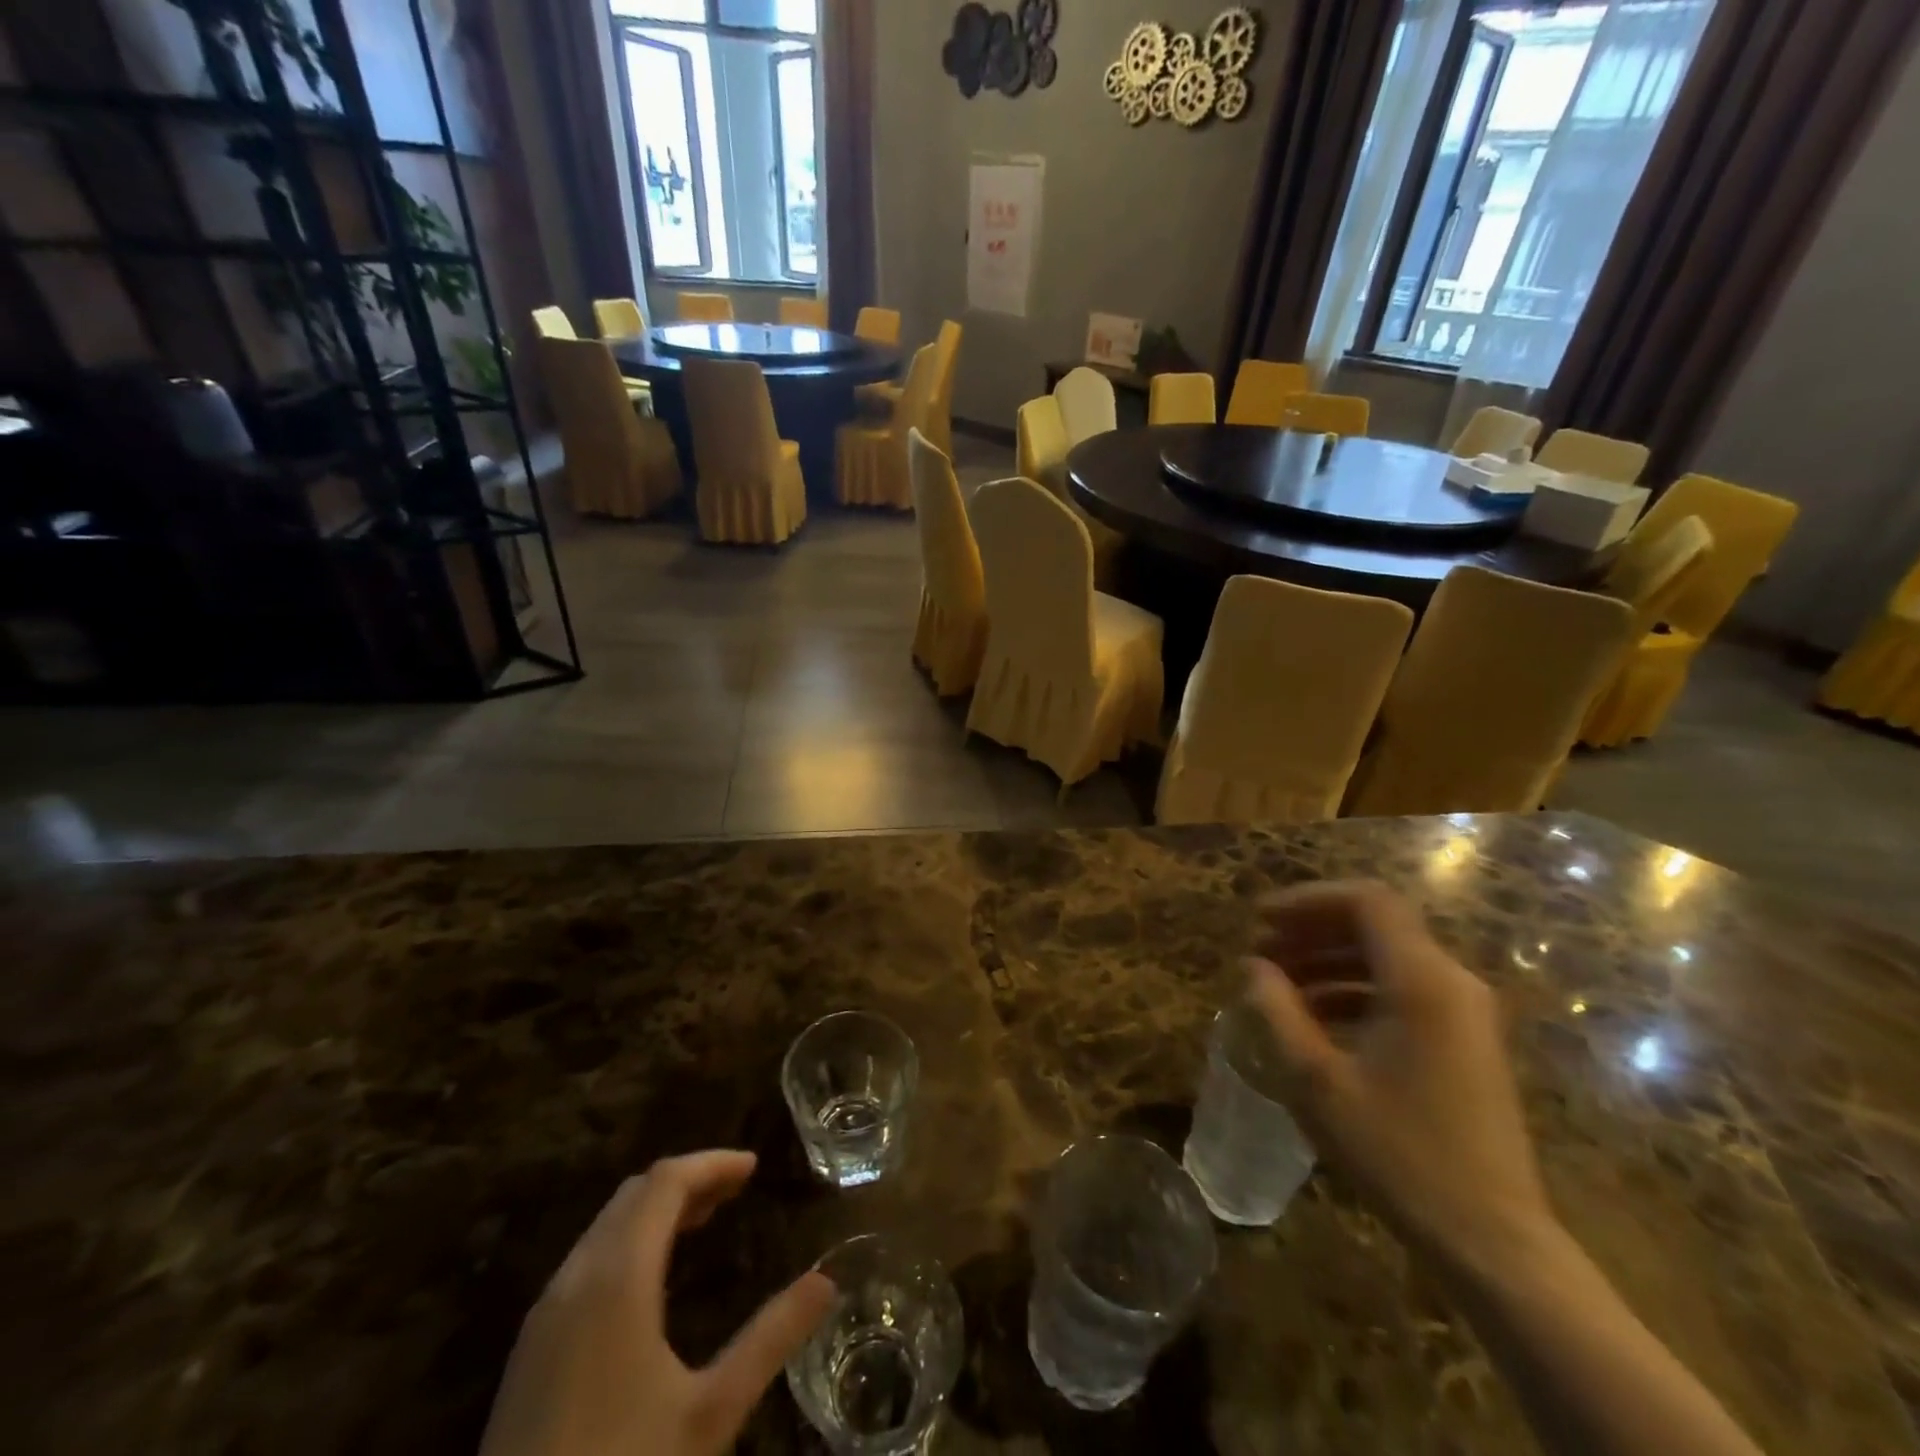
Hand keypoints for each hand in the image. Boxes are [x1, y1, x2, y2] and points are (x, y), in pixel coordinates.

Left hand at [479, 1151, 836, 1455]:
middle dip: (688, 1180)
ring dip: (657, 1209)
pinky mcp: (531, 1348)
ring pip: (607, 1225)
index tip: (753, 1167)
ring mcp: (546, 1313)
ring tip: (704, 1220)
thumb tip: (826, 1282)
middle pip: (635, 1194)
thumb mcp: (711, 1413)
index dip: (712, 1164)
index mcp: (618, 1278)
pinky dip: (629, 1240)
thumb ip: (770, 1338)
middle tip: (735, 1190)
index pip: (666, 1182)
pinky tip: (652, 1276)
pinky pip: (588, 1258)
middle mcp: (576, 1278)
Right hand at [1247, 882, 1554, 1272]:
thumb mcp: (1316, 1080)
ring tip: (1277, 982)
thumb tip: (1253, 967)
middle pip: (1376, 924)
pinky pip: (1402, 989)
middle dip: (1312, 928)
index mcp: (1422, 981)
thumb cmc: (1398, 1152)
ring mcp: (1464, 1012)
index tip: (1260, 920)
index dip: (1308, 900)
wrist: (1491, 1239)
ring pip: (1387, 957)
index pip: (1366, 901)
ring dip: (1328, 959)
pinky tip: (1315, 1017)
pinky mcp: (1464, 1041)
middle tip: (1261, 949)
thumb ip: (1277, 1011)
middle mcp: (1451, 982)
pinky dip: (1353, 988)